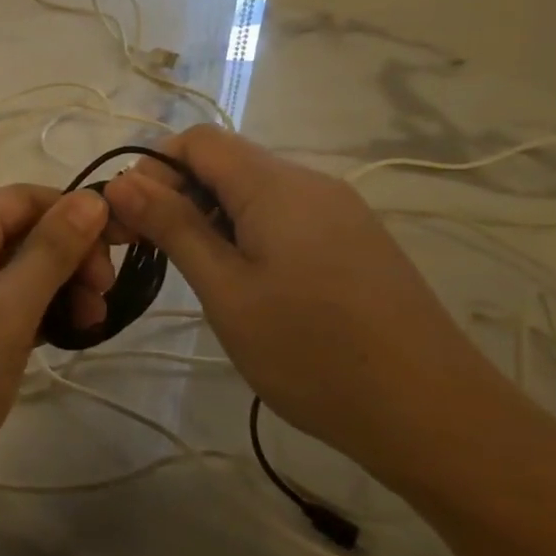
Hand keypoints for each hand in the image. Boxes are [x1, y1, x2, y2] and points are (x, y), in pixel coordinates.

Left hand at [0, 185, 112, 522]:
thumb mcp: (7, 307)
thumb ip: (52, 250)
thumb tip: (93, 198)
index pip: (25, 199)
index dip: (76, 214)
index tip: (122, 249)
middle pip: (23, 235)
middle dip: (70, 259)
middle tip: (103, 301)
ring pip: (16, 277)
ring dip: (58, 292)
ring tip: (90, 326)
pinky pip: (4, 311)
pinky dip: (36, 318)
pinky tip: (65, 338)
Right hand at [102, 126, 503, 476]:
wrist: (433, 415)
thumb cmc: (312, 351)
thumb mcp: (226, 290)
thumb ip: (174, 227)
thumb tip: (123, 181)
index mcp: (277, 185)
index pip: (198, 141)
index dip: (154, 169)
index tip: (132, 221)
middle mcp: (312, 183)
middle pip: (227, 163)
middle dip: (179, 196)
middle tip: (155, 255)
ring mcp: (341, 213)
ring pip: (256, 192)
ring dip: (213, 219)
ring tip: (202, 278)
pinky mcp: (356, 242)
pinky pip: (287, 217)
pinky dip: (250, 235)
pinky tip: (251, 287)